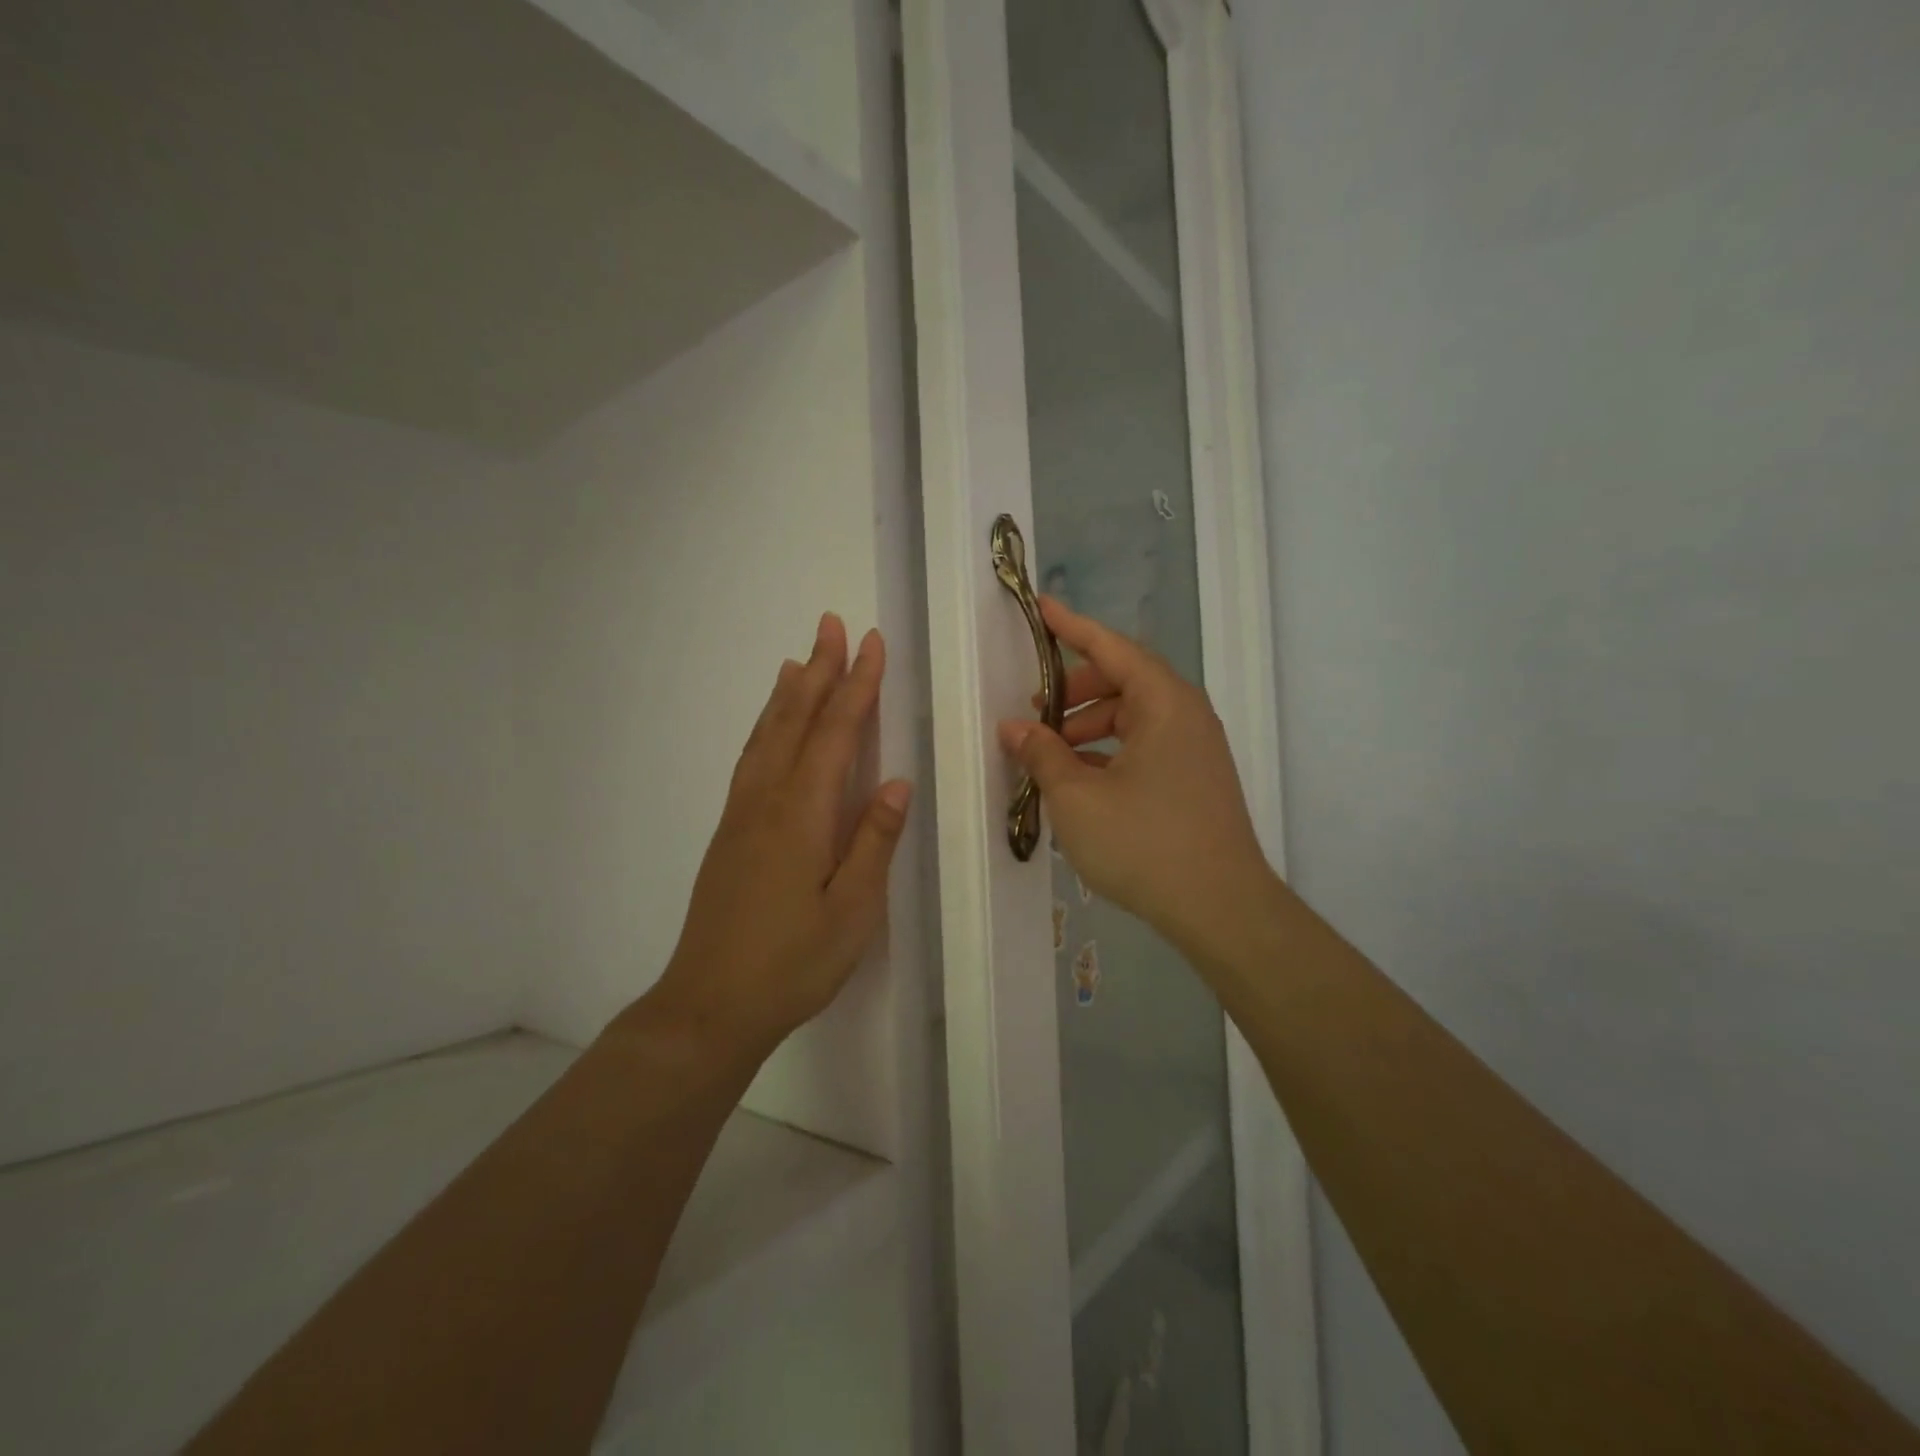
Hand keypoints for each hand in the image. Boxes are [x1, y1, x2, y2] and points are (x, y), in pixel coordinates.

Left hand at [645, 613, 910, 1059]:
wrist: (709, 1005)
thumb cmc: (792, 963)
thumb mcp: (852, 911)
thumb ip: (873, 841)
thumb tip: (895, 781)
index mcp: (801, 815)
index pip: (834, 734)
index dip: (856, 686)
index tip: (871, 644)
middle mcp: (766, 801)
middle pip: (794, 720)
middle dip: (818, 670)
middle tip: (831, 624)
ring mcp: (741, 815)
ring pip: (766, 735)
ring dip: (788, 692)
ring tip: (801, 658)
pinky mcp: (730, 832)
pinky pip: (751, 759)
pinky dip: (765, 727)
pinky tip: (771, 726)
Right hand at [998, 597, 1273, 952]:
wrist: (1221, 909)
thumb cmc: (1145, 843)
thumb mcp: (1078, 798)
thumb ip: (1042, 755)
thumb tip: (1014, 729)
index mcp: (1163, 702)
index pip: (1111, 648)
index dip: (1072, 627)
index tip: (1041, 608)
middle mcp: (1186, 714)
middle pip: (1122, 681)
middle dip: (1074, 693)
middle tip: (1034, 715)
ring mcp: (1196, 748)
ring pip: (1133, 717)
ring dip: (1089, 727)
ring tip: (1052, 757)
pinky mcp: (1196, 779)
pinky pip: (1146, 746)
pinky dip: (1110, 751)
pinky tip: (1082, 782)